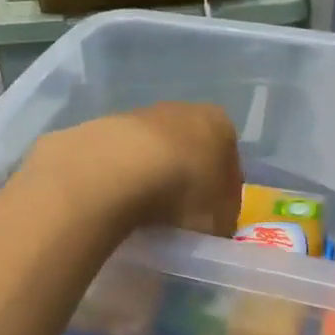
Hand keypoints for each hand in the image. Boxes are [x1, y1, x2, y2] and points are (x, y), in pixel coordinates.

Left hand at [24, 103, 242, 236]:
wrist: (120, 169)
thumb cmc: (184, 191)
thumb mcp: (219, 221)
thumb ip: (221, 221)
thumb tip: (212, 224)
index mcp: (220, 125)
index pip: (229, 162)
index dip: (222, 196)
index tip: (211, 221)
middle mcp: (183, 110)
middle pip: (190, 151)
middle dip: (186, 181)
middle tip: (179, 218)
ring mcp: (141, 114)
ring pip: (154, 152)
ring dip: (152, 177)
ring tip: (144, 213)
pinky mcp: (105, 125)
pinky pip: (123, 158)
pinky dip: (124, 177)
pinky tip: (119, 201)